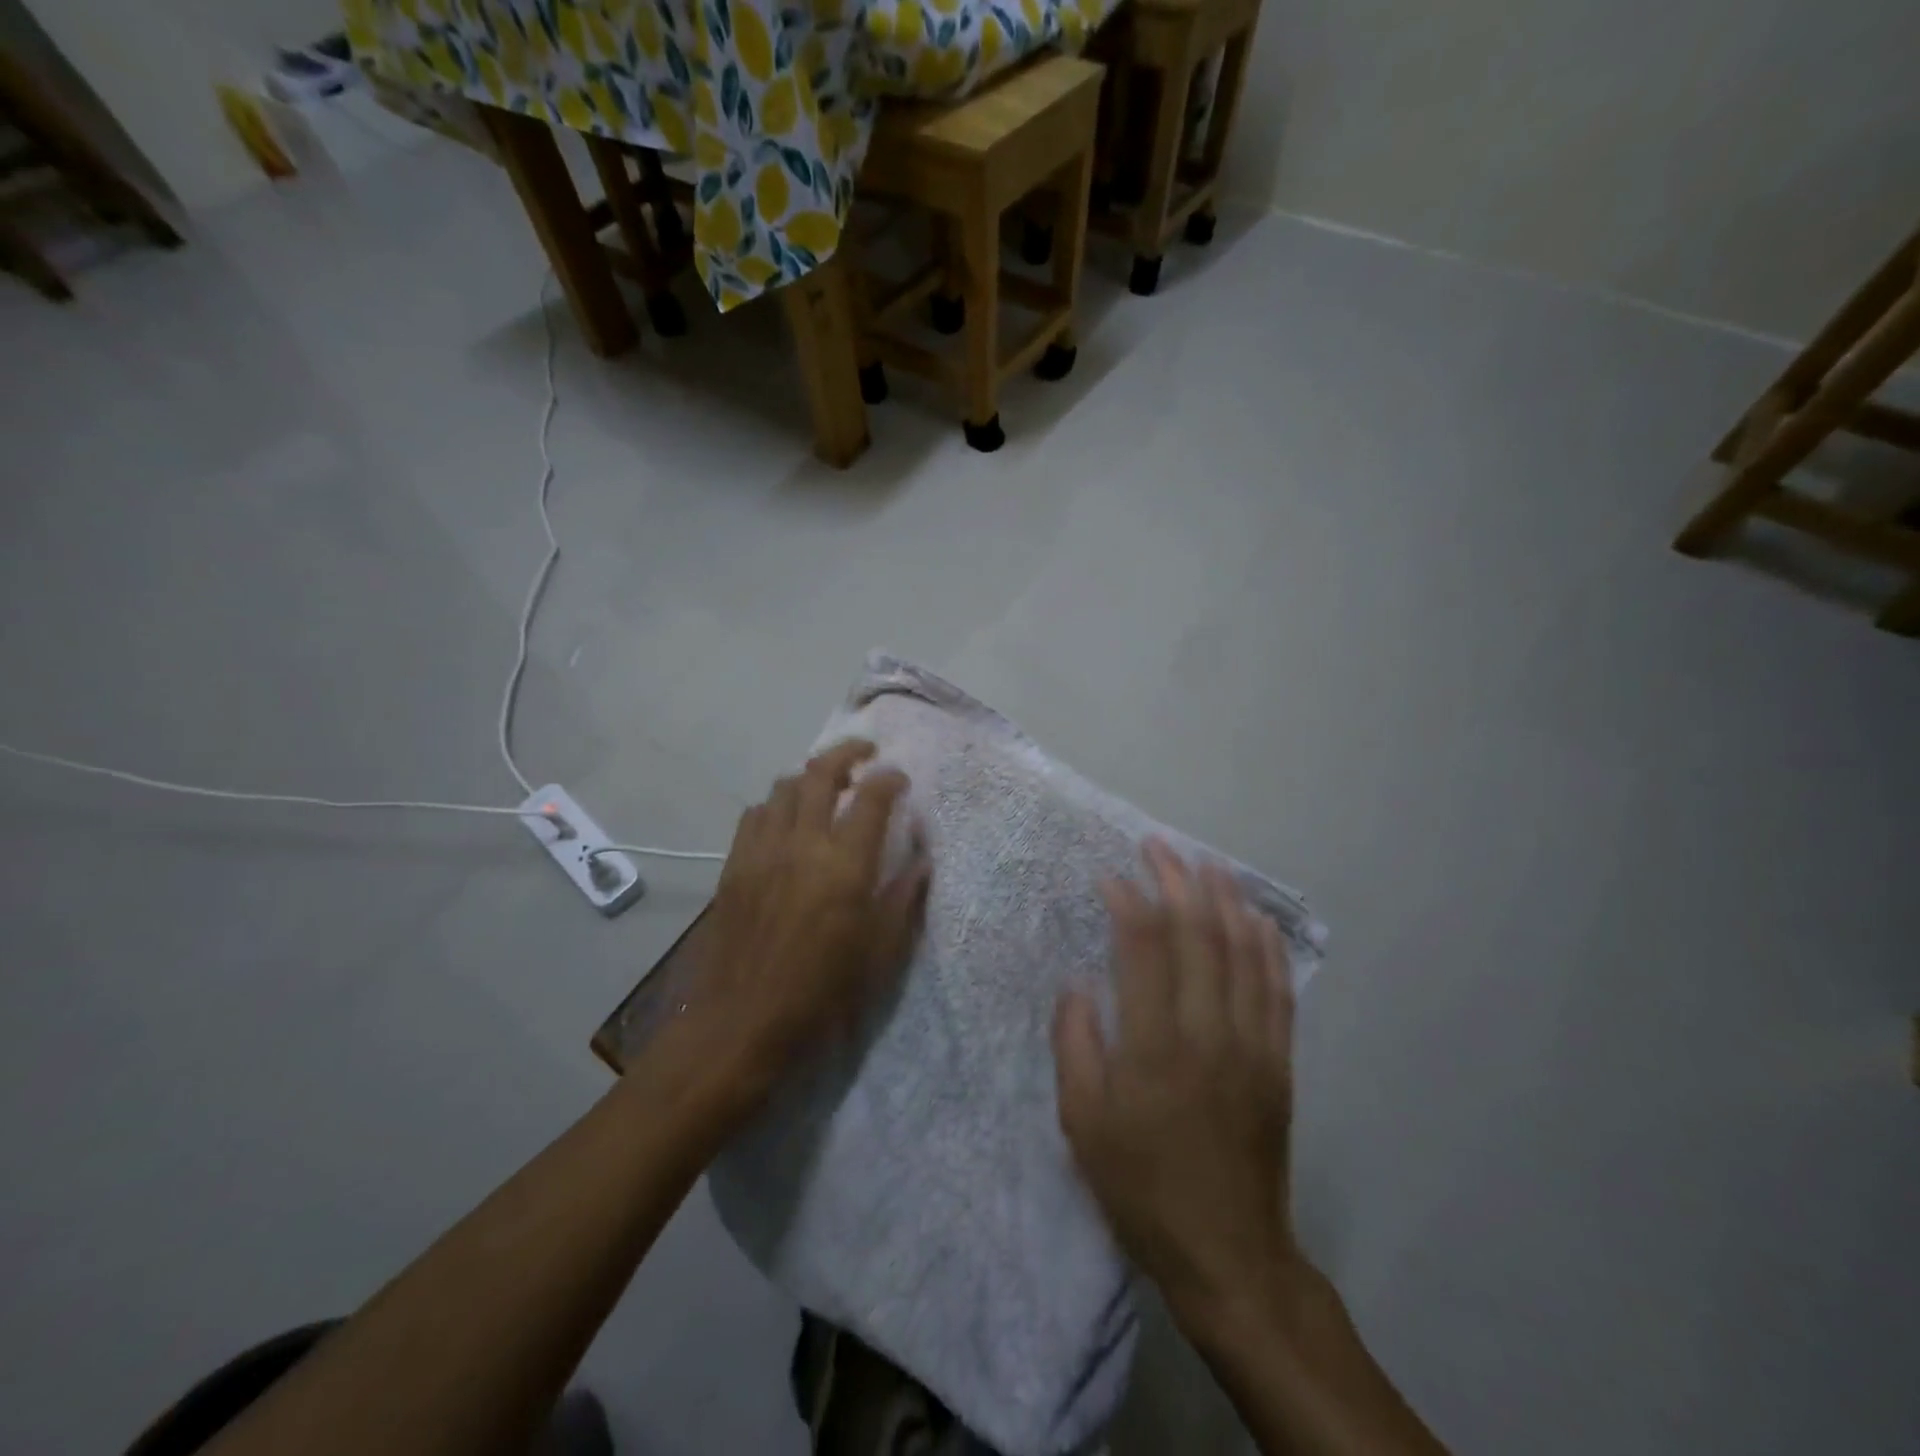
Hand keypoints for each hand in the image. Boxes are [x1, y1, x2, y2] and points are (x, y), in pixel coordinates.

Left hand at [693, 739, 929, 1101]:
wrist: (740, 1023)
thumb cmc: (820, 994)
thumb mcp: (879, 954)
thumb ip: (902, 899)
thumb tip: (921, 860)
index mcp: (845, 865)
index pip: (871, 798)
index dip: (889, 779)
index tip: (900, 778)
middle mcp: (802, 843)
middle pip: (821, 773)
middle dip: (847, 753)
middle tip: (865, 755)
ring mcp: (762, 850)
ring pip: (784, 787)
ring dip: (810, 777)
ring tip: (826, 786)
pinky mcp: (734, 865)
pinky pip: (755, 814)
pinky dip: (777, 804)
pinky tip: (786, 821)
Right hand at [1053, 839, 1299, 1332]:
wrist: (1229, 1253)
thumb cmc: (1141, 1187)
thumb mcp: (1082, 1124)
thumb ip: (1075, 1045)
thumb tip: (1079, 983)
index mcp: (1153, 1046)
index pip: (1144, 948)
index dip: (1129, 902)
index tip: (1111, 877)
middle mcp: (1207, 1032)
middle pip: (1197, 935)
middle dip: (1176, 882)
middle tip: (1158, 847)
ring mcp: (1252, 1044)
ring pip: (1241, 952)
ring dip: (1224, 900)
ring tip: (1206, 863)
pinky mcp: (1278, 1061)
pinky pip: (1276, 989)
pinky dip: (1267, 946)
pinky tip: (1257, 918)